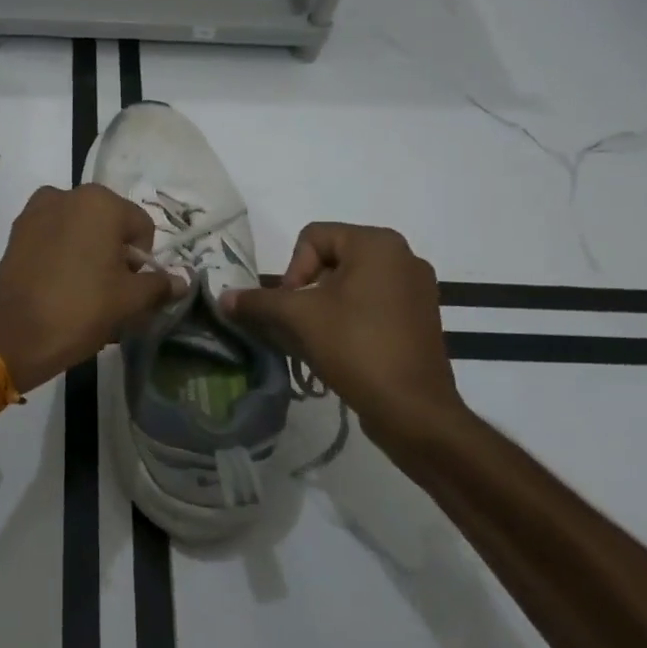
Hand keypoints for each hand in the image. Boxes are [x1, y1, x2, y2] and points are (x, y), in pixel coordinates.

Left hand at [0, 184, 183, 393]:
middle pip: (109, 224)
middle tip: (111, 292)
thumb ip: (159, 285)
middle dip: (116, 254)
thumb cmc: (79, 310)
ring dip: (89, 253)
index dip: (144, 260)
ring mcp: (36, 210)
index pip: (141, 226)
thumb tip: (183, 280)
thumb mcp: (129, 301)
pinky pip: (54, 236)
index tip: (132, 288)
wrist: (11, 336)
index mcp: (100, 202)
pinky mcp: (16, 231)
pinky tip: (60, 285)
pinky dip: (63, 254)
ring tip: (84, 290)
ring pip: (80, 230)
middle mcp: (68, 194)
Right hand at [220, 223, 468, 453]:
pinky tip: (344, 348)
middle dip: (308, 290)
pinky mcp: (422, 317)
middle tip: (301, 323)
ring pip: (353, 284)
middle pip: (333, 259)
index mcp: (377, 244)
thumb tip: (224, 298)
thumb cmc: (356, 347)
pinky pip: (374, 303)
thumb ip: (258, 302)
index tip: (292, 306)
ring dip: (327, 306)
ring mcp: (417, 288)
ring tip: (319, 338)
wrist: (413, 409)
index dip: (293, 269)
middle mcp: (403, 256)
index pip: (313, 237)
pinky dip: (352, 318)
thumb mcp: (298, 318)